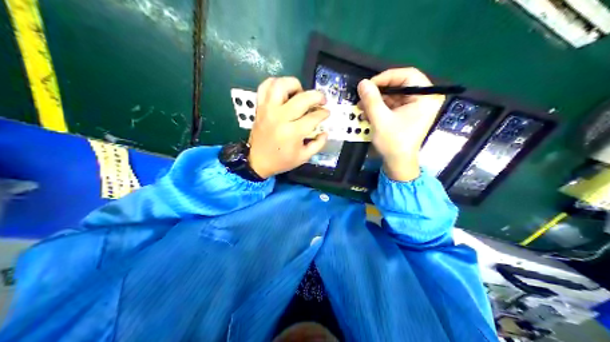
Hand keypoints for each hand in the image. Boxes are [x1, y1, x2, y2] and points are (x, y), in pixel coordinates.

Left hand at [249, 77, 331, 178]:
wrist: (257, 161)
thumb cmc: (281, 160)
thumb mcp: (303, 157)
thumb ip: (318, 144)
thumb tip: (326, 131)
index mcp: (292, 133)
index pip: (313, 116)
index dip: (323, 113)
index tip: (326, 113)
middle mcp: (280, 117)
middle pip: (302, 98)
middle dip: (317, 96)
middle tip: (321, 100)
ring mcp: (268, 110)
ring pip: (281, 85)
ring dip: (295, 85)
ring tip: (300, 93)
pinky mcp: (260, 107)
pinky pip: (265, 87)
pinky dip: (275, 83)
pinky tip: (283, 91)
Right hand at [359, 67, 443, 182]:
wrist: (399, 163)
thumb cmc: (394, 142)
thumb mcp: (380, 119)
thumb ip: (371, 99)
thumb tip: (362, 82)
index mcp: (426, 97)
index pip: (408, 75)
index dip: (387, 77)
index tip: (369, 85)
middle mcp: (424, 98)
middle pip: (400, 83)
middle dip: (380, 90)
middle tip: (363, 95)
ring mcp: (416, 105)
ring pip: (394, 93)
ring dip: (377, 99)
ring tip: (361, 107)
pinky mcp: (408, 112)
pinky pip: (393, 102)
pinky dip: (380, 106)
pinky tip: (367, 112)